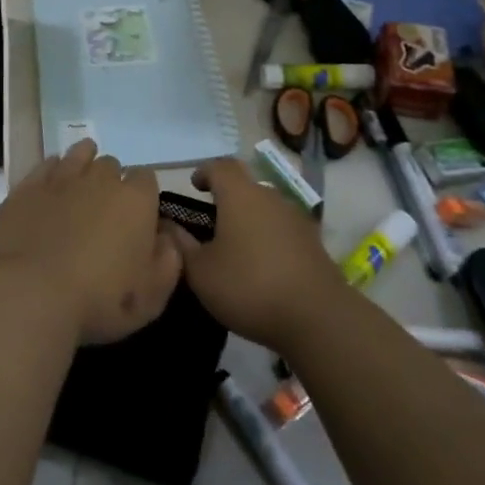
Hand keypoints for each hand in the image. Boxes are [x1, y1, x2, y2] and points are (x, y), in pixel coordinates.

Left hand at [0, 140, 182, 344]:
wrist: (31, 294)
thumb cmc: (99, 300)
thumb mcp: (152, 297)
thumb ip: (168, 262)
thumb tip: (167, 238)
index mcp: (136, 201)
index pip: (147, 178)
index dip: (143, 195)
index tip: (137, 217)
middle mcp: (101, 179)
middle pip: (112, 166)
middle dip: (112, 182)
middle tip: (104, 211)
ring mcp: (62, 178)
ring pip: (80, 154)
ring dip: (84, 164)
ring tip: (81, 185)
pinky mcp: (29, 186)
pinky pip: (47, 164)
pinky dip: (53, 170)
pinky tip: (52, 186)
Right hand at [169, 157, 347, 351]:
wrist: (317, 318)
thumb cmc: (250, 286)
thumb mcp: (201, 272)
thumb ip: (180, 244)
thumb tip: (167, 224)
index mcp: (240, 195)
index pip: (220, 166)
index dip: (204, 172)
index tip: (194, 186)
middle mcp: (270, 197)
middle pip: (245, 185)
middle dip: (226, 197)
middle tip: (210, 221)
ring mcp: (295, 218)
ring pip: (265, 207)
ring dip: (248, 218)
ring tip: (234, 246)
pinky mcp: (313, 242)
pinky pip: (282, 229)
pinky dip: (268, 237)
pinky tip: (261, 265)